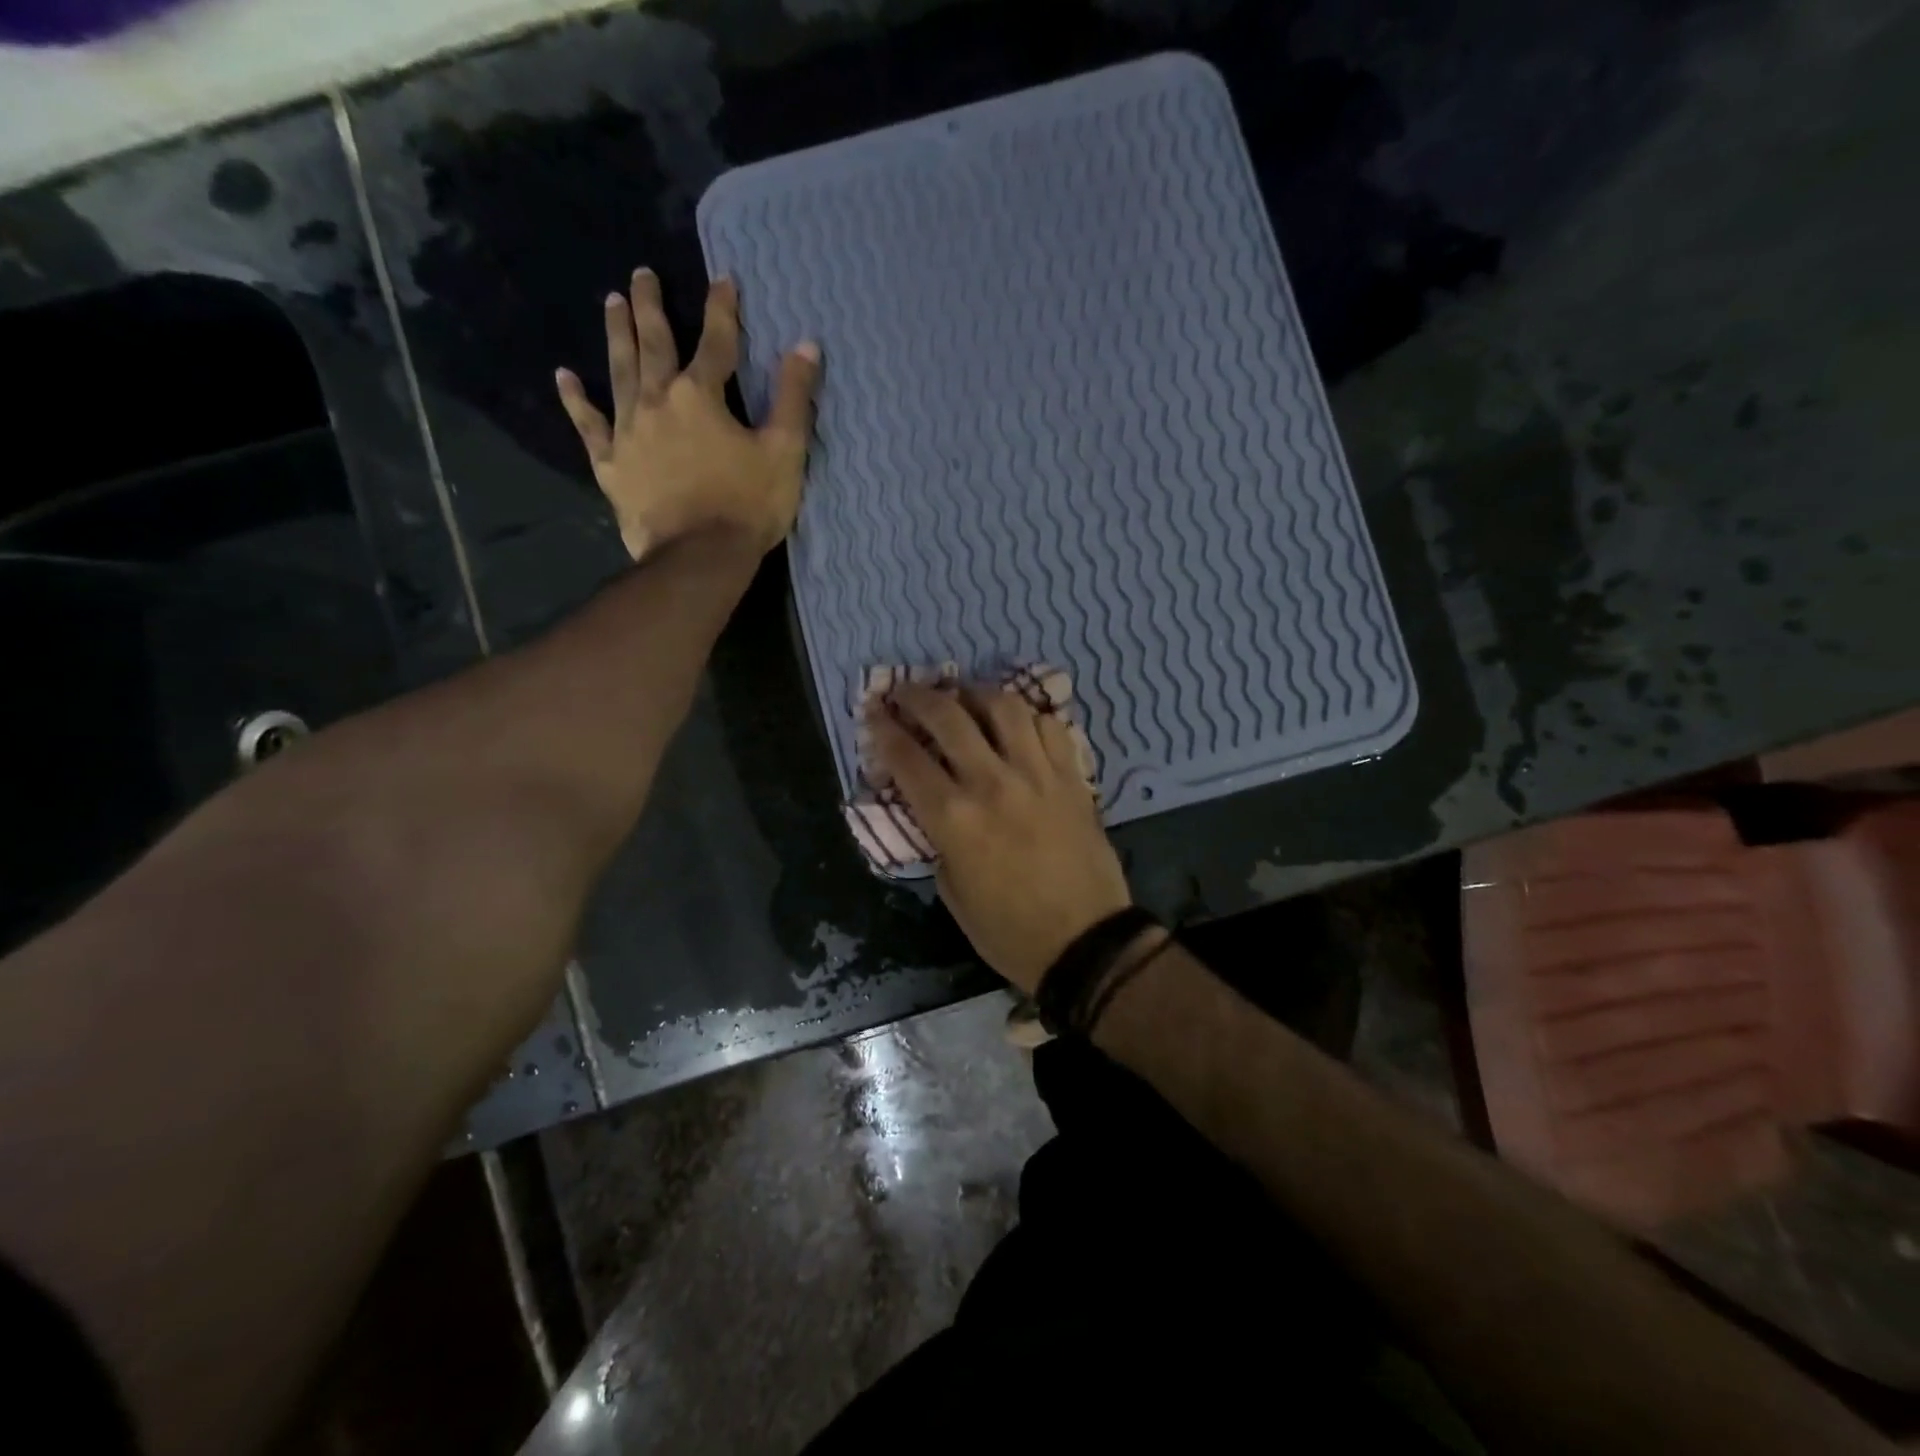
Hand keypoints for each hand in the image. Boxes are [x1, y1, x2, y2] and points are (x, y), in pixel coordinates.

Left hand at [555, 268, 820, 560]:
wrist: (699, 557)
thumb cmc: (747, 506)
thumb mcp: (785, 452)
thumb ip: (793, 398)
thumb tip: (806, 345)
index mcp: (701, 396)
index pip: (715, 342)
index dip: (722, 309)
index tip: (722, 278)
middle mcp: (658, 401)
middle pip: (653, 344)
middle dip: (650, 306)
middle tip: (641, 274)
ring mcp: (628, 432)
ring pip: (620, 372)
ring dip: (617, 335)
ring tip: (611, 303)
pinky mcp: (611, 464)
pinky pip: (589, 426)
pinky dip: (576, 401)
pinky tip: (565, 378)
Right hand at [870, 682, 1132, 994]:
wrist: (1085, 942)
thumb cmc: (1009, 931)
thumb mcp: (952, 892)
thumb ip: (938, 838)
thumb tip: (934, 805)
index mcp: (954, 818)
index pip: (908, 758)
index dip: (884, 729)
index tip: (874, 712)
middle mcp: (992, 783)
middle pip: (949, 717)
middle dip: (918, 697)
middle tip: (905, 691)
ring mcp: (1037, 774)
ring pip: (1004, 707)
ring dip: (976, 694)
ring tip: (964, 696)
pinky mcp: (1071, 777)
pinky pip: (1049, 727)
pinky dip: (1027, 717)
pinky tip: (1016, 724)